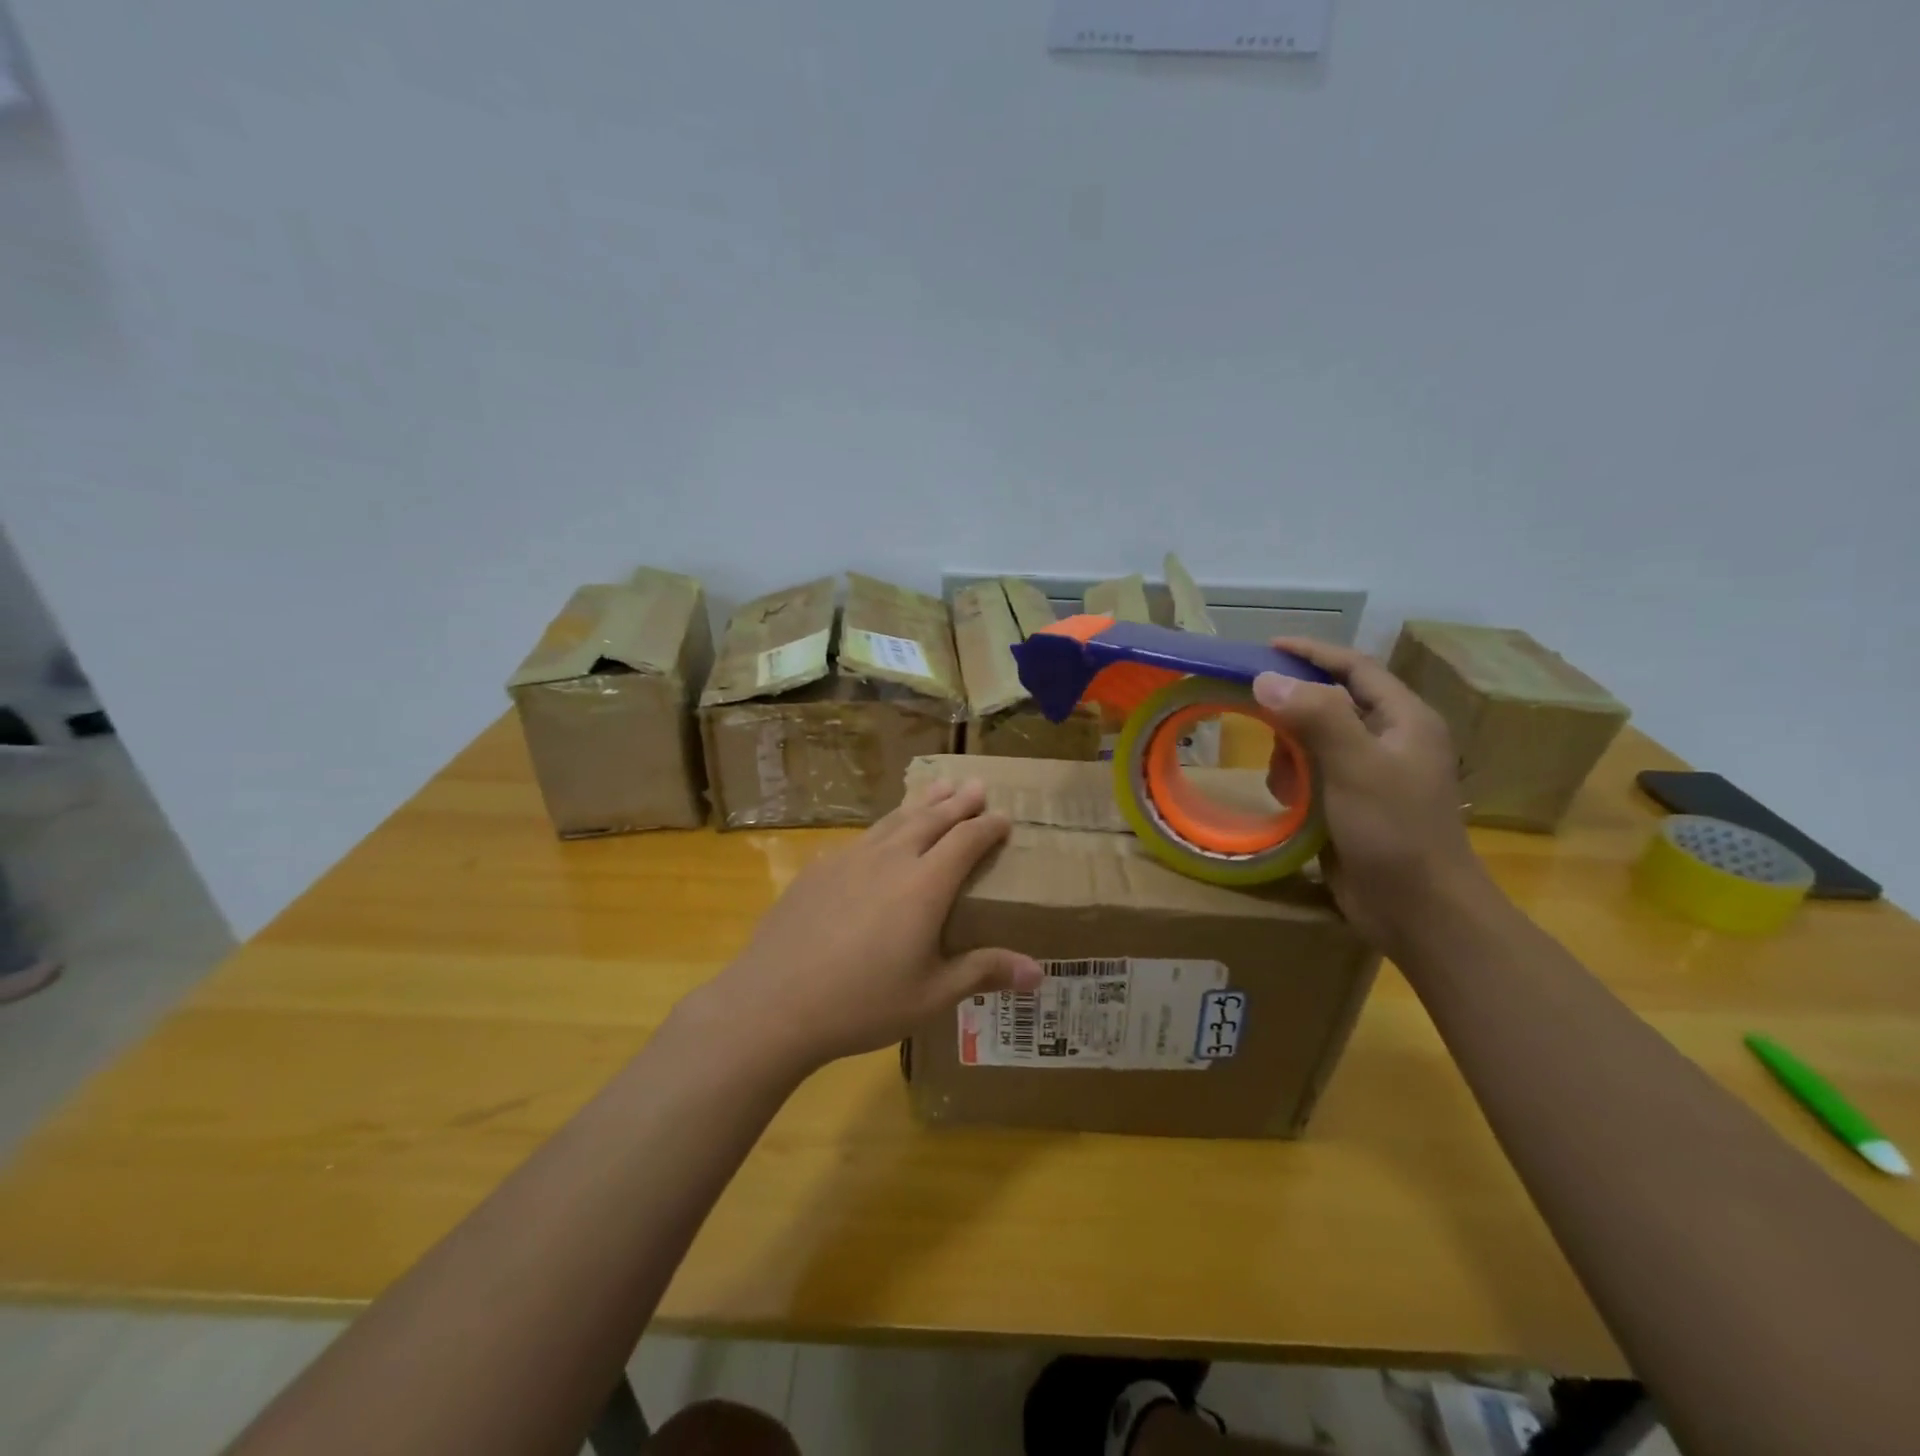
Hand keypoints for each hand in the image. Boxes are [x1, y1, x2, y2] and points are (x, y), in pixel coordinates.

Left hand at [691, 778, 1042, 1076]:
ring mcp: (850, 859)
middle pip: (931, 819)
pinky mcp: (819, 869)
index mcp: (925, 885)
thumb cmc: (862, 1003)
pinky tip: (877, 835)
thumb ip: (984, 973)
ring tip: (937, 788)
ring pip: (894, 820)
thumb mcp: (931, 995)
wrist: (774, 1002)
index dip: (988, 827)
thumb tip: (1039, 973)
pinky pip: (861, 838)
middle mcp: (891, 859)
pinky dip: (882, 828)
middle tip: (976, 785)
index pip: (966, 841)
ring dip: (920, 803)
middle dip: (958, 802)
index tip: (1004, 817)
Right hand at [1254, 638, 1489, 951]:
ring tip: (1281, 777)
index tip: (1268, 646)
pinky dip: (1295, 781)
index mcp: (1404, 720)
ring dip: (1291, 752)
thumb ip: (1315, 716)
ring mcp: (1373, 775)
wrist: (1419, 911)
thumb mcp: (1356, 766)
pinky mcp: (1355, 806)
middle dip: (1294, 711)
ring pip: (1317, 742)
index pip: (1355, 668)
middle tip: (1256, 715)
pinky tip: (1289, 801)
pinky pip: (1314, 776)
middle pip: (1332, 703)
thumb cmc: (1395, 832)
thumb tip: (1266, 677)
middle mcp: (1391, 740)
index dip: (1313, 652)